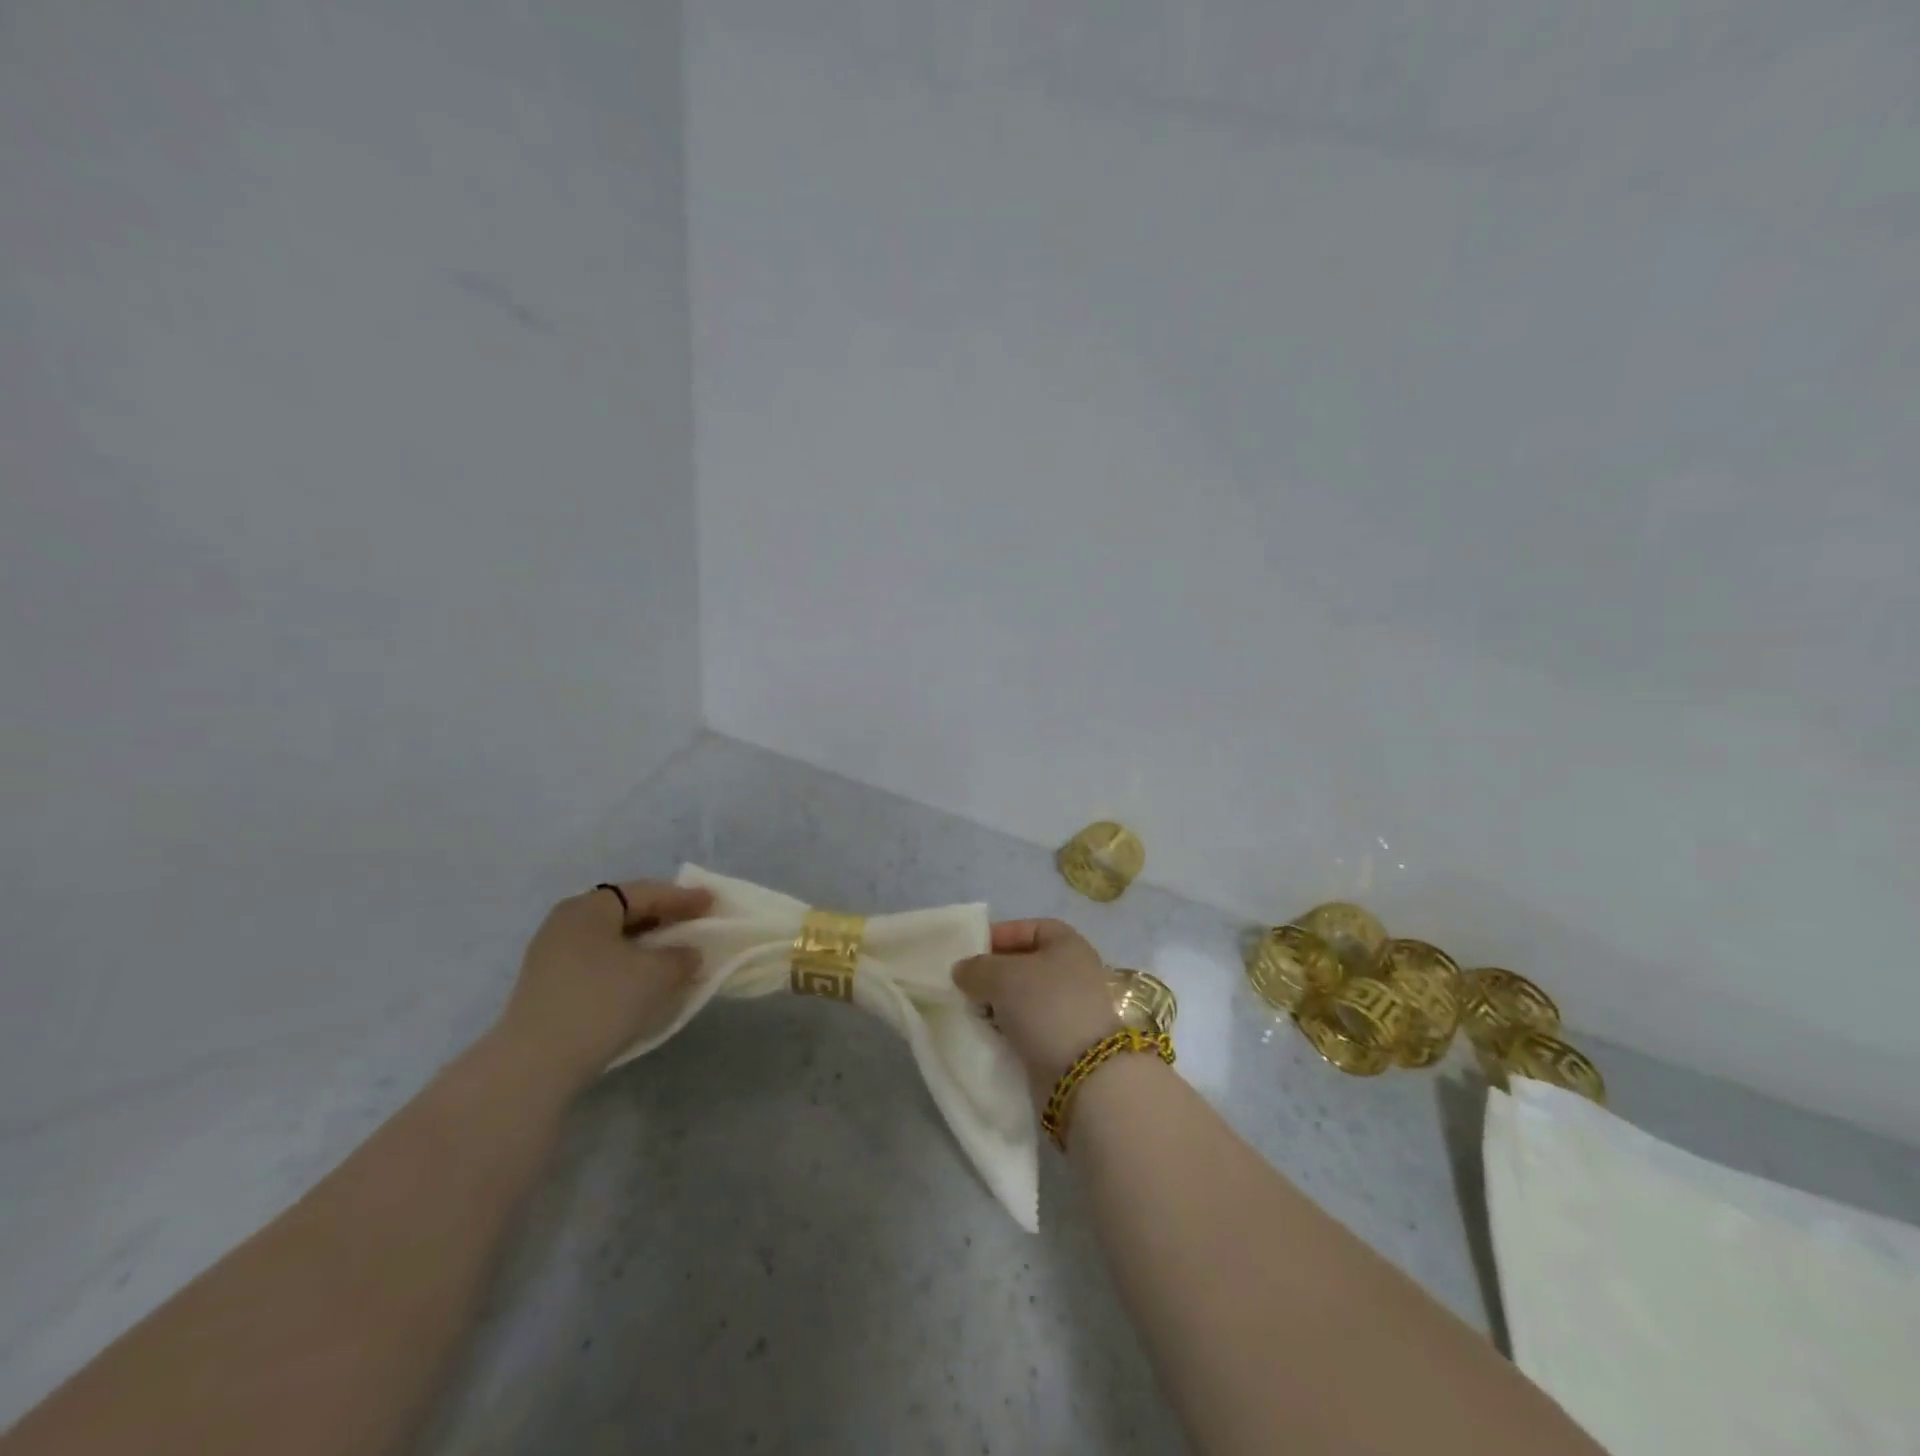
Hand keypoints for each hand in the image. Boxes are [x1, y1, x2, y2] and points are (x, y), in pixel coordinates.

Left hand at [494, 879, 714, 1094]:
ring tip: (671, 955)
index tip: (712, 903)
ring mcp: (550, 955)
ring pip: (610, 939)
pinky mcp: (545, 986)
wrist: (535, 1064)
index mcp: (590, 906)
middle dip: (662, 918)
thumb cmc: (602, 1002)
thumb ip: (683, 955)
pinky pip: (596, 961)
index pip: (646, 893)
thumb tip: (686, 953)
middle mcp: (565, 921)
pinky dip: (624, 964)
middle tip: (693, 925)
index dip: (683, 898)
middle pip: (624, 911)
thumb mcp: (659, 974)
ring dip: (643, 944)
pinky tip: (641, 980)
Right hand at [953, 919, 1123, 1099]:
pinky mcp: (1062, 1041)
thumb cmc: (1045, 1006)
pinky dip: (1006, 1028)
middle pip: (1025, 964)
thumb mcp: (1003, 976)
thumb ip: (977, 968)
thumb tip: (962, 970)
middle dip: (993, 972)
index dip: (1000, 934)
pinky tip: (985, 1032)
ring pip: (1023, 998)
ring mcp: (1069, 1009)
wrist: (1081, 1073)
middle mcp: (1073, 972)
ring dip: (997, 1003)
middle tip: (964, 983)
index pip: (1029, 928)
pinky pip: (1027, 1026)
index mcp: (1068, 944)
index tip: (970, 950)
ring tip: (970, 1009)